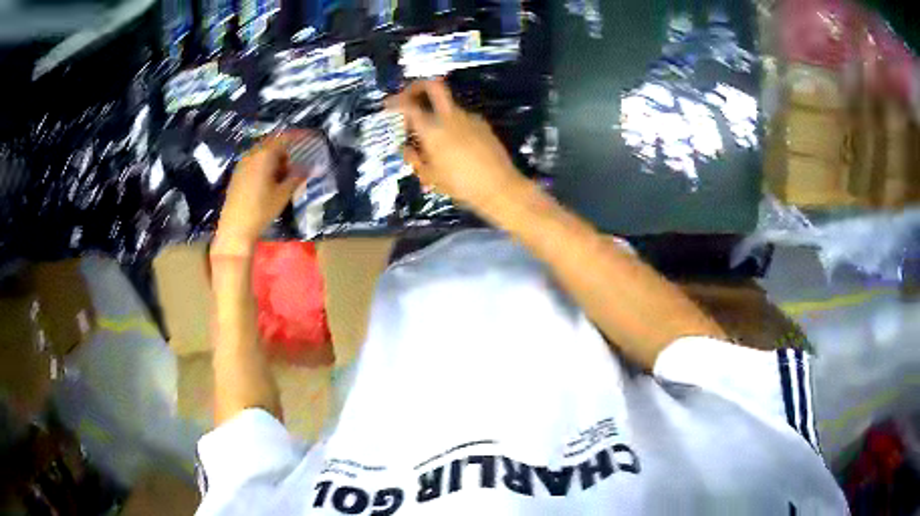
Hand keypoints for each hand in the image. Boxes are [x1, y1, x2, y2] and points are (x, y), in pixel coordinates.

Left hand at [213, 135, 303, 254]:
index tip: (309, 138)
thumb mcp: (283, 194)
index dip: (298, 136)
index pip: (284, 138)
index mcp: (264, 155)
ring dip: (275, 160)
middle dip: (285, 151)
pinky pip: (254, 162)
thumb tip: (310, 167)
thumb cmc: (261, 210)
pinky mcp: (237, 175)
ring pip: (262, 154)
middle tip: (295, 164)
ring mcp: (242, 164)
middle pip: (272, 144)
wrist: (235, 229)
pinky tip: (269, 182)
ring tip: (283, 176)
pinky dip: (264, 166)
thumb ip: (297, 177)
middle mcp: (252, 155)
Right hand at [388, 79, 523, 210]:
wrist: (500, 187)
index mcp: (433, 130)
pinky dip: (451, 123)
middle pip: (434, 86)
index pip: (409, 106)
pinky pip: (461, 117)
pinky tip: (454, 144)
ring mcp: (469, 118)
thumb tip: (408, 147)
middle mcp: (450, 117)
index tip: (387, 105)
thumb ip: (415, 159)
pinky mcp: (482, 124)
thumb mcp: (431, 177)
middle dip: (418, 86)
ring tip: (433, 136)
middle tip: (409, 96)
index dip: (395, 101)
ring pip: (447, 105)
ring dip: (436, 112)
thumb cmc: (461, 185)